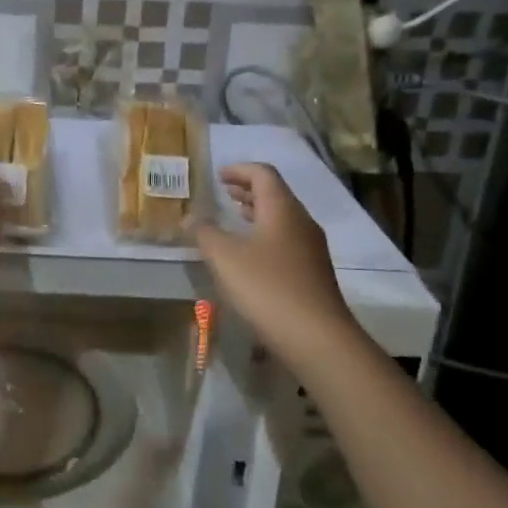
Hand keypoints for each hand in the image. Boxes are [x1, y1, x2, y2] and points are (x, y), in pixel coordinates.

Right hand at [195, 163, 359, 365]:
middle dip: (248, 190)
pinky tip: (249, 256)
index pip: (263, 174)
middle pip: (276, 194)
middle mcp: (301, 222)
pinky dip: (265, 236)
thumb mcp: (225, 257)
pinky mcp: (313, 273)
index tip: (218, 176)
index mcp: (282, 209)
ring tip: (234, 219)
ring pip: (282, 219)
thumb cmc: (267, 288)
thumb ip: (205, 233)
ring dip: (257, 214)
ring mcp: (311, 249)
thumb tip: (191, 217)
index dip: (239, 170)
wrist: (316, 338)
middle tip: (223, 193)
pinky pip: (286, 241)